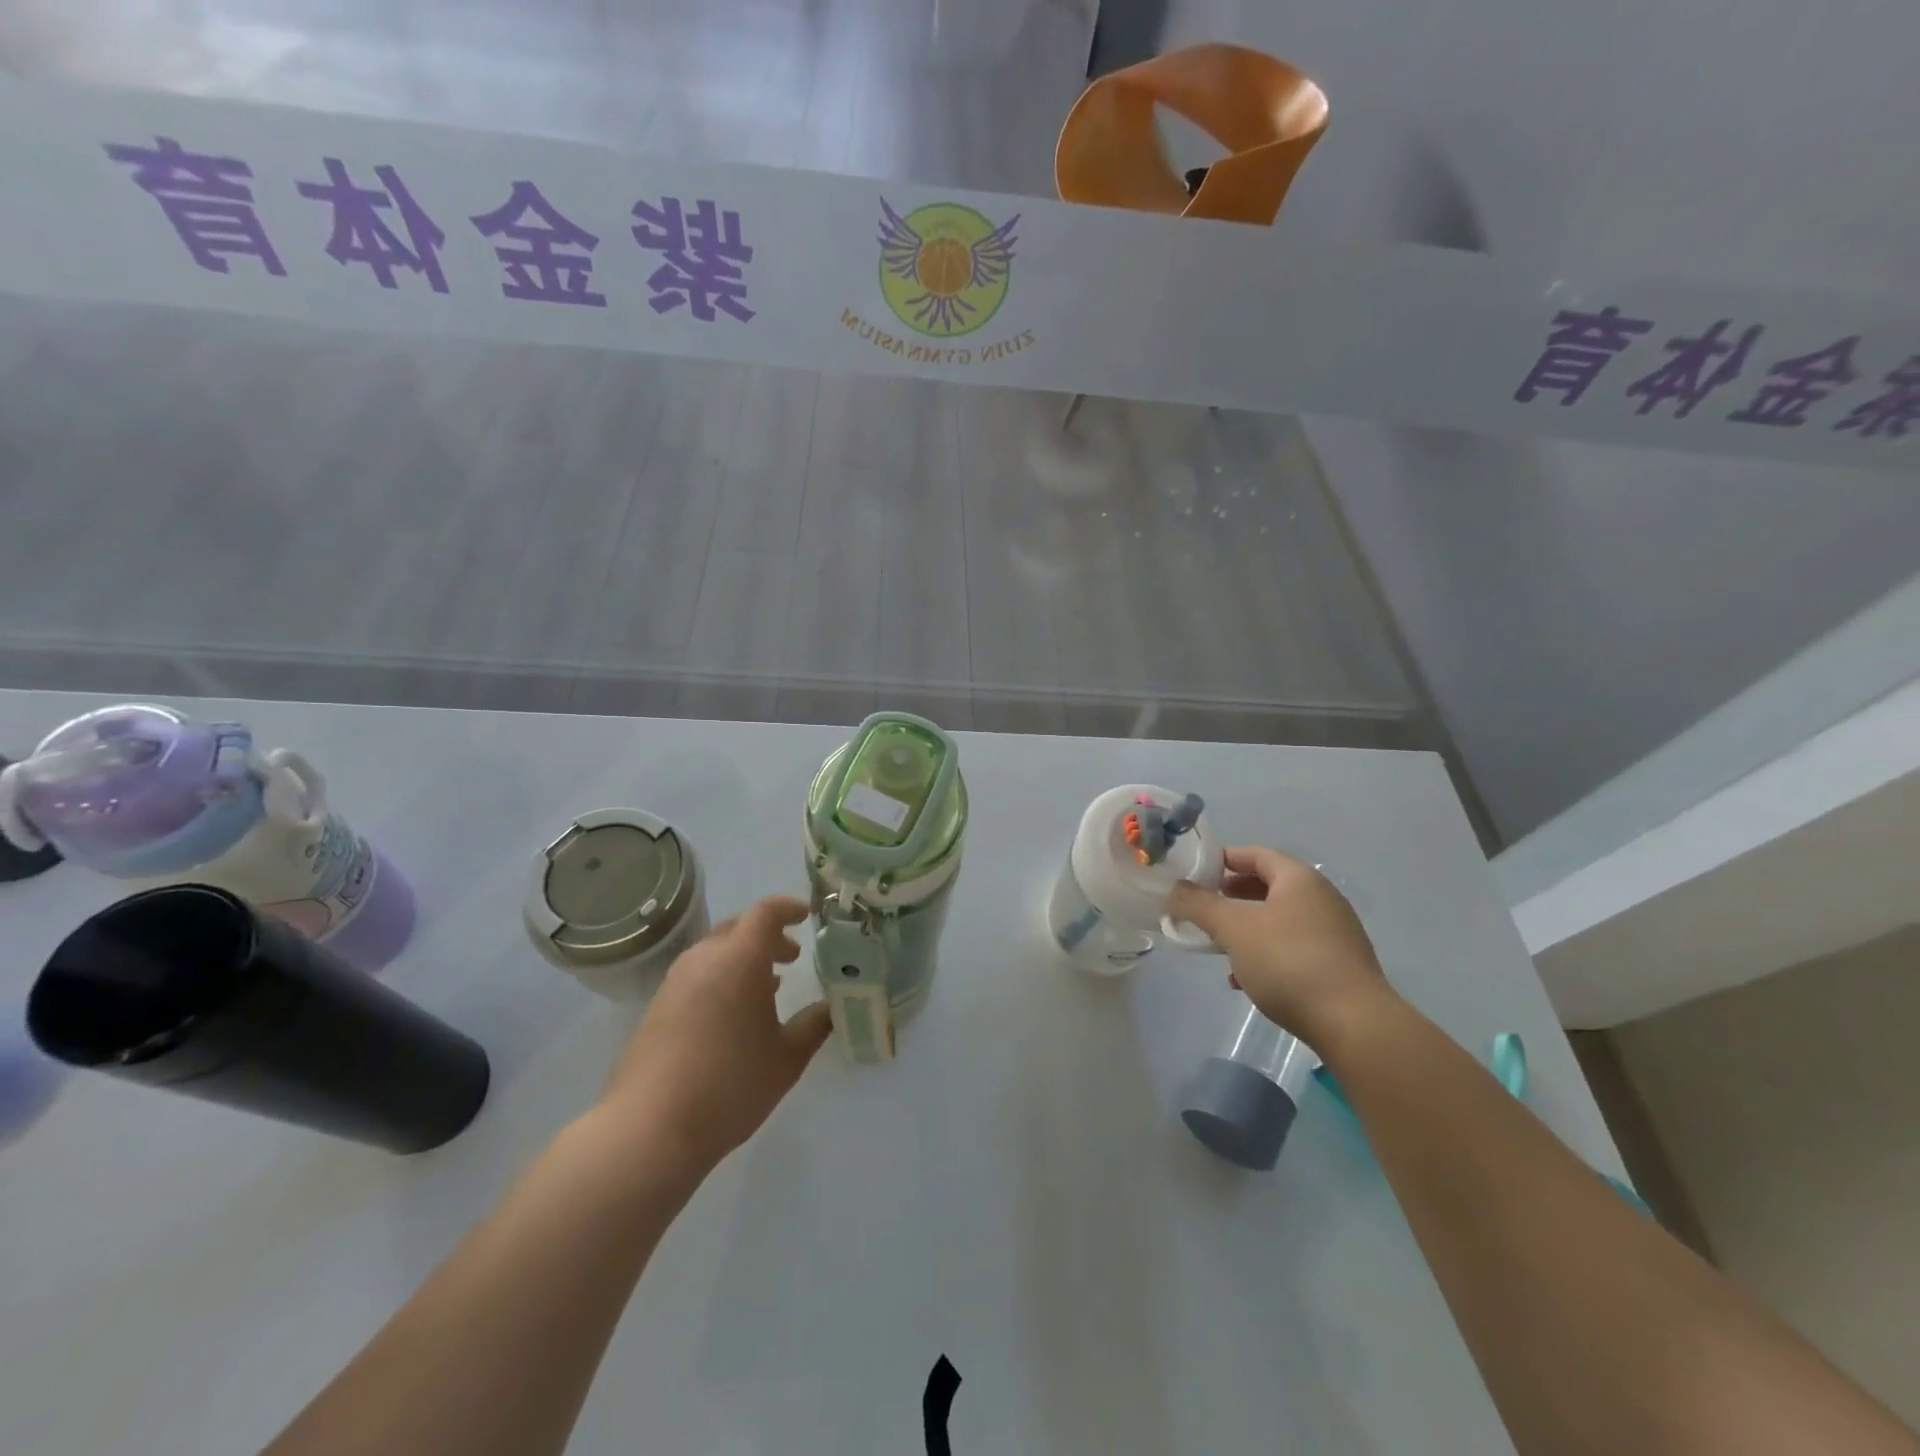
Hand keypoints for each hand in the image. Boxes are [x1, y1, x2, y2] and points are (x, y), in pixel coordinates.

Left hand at [599, 895, 830, 1171]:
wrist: (649, 1128)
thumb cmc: (730, 1084)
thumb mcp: (787, 1058)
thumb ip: (814, 1025)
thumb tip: (831, 1007)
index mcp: (740, 959)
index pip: (765, 912)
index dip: (789, 908)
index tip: (808, 916)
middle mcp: (704, 959)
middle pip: (738, 927)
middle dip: (768, 935)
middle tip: (792, 957)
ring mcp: (676, 982)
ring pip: (716, 951)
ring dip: (743, 958)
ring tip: (768, 987)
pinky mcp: (658, 1007)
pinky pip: (698, 974)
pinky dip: (722, 976)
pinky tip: (734, 1013)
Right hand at [1167, 846, 1393, 1047]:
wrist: (1354, 1024)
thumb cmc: (1289, 962)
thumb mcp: (1233, 929)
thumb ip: (1199, 904)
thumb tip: (1174, 889)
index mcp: (1299, 879)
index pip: (1256, 854)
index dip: (1223, 860)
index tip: (1195, 874)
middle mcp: (1321, 899)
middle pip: (1268, 886)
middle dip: (1231, 896)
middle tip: (1203, 908)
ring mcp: (1334, 933)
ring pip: (1279, 920)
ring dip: (1246, 928)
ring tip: (1219, 947)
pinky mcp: (1339, 966)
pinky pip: (1293, 948)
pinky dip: (1266, 953)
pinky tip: (1246, 980)